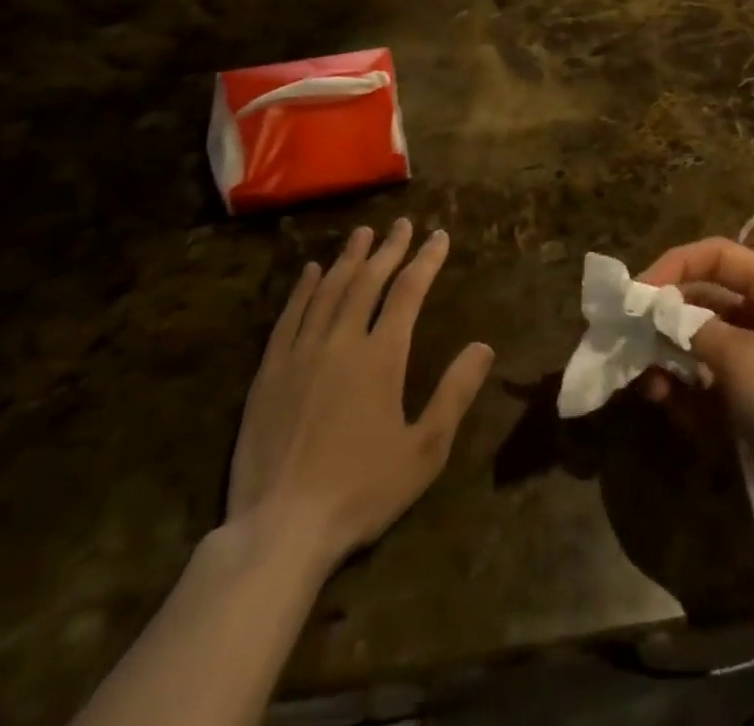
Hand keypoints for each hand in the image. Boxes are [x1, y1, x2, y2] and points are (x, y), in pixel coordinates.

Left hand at [226, 220, 494, 569]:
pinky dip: (304, 289)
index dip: (426, 260)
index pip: (408, 292)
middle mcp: (341, 341)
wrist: (280, 529)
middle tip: (402, 224)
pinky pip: (289, 317)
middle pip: (368, 281)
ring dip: (349, 258)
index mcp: (382, 356)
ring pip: (329, 290)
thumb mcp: (424, 450)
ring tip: (362, 233)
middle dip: (389, 248)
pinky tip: (312, 272)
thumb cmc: (362, 490)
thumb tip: (483, 346)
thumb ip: (455, 393)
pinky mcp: (270, 373)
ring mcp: (301, 354)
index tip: (438, 236)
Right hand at [637, 238, 753, 567]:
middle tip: (630, 340)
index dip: (675, 266)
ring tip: (648, 383)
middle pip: (706, 300)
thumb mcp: (744, 357)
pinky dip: (688, 391)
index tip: (637, 293)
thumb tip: (657, 314)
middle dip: (666, 318)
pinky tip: (668, 404)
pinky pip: (711, 384)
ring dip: (671, 358)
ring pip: (703, 345)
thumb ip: (694, 330)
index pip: (717, 257)